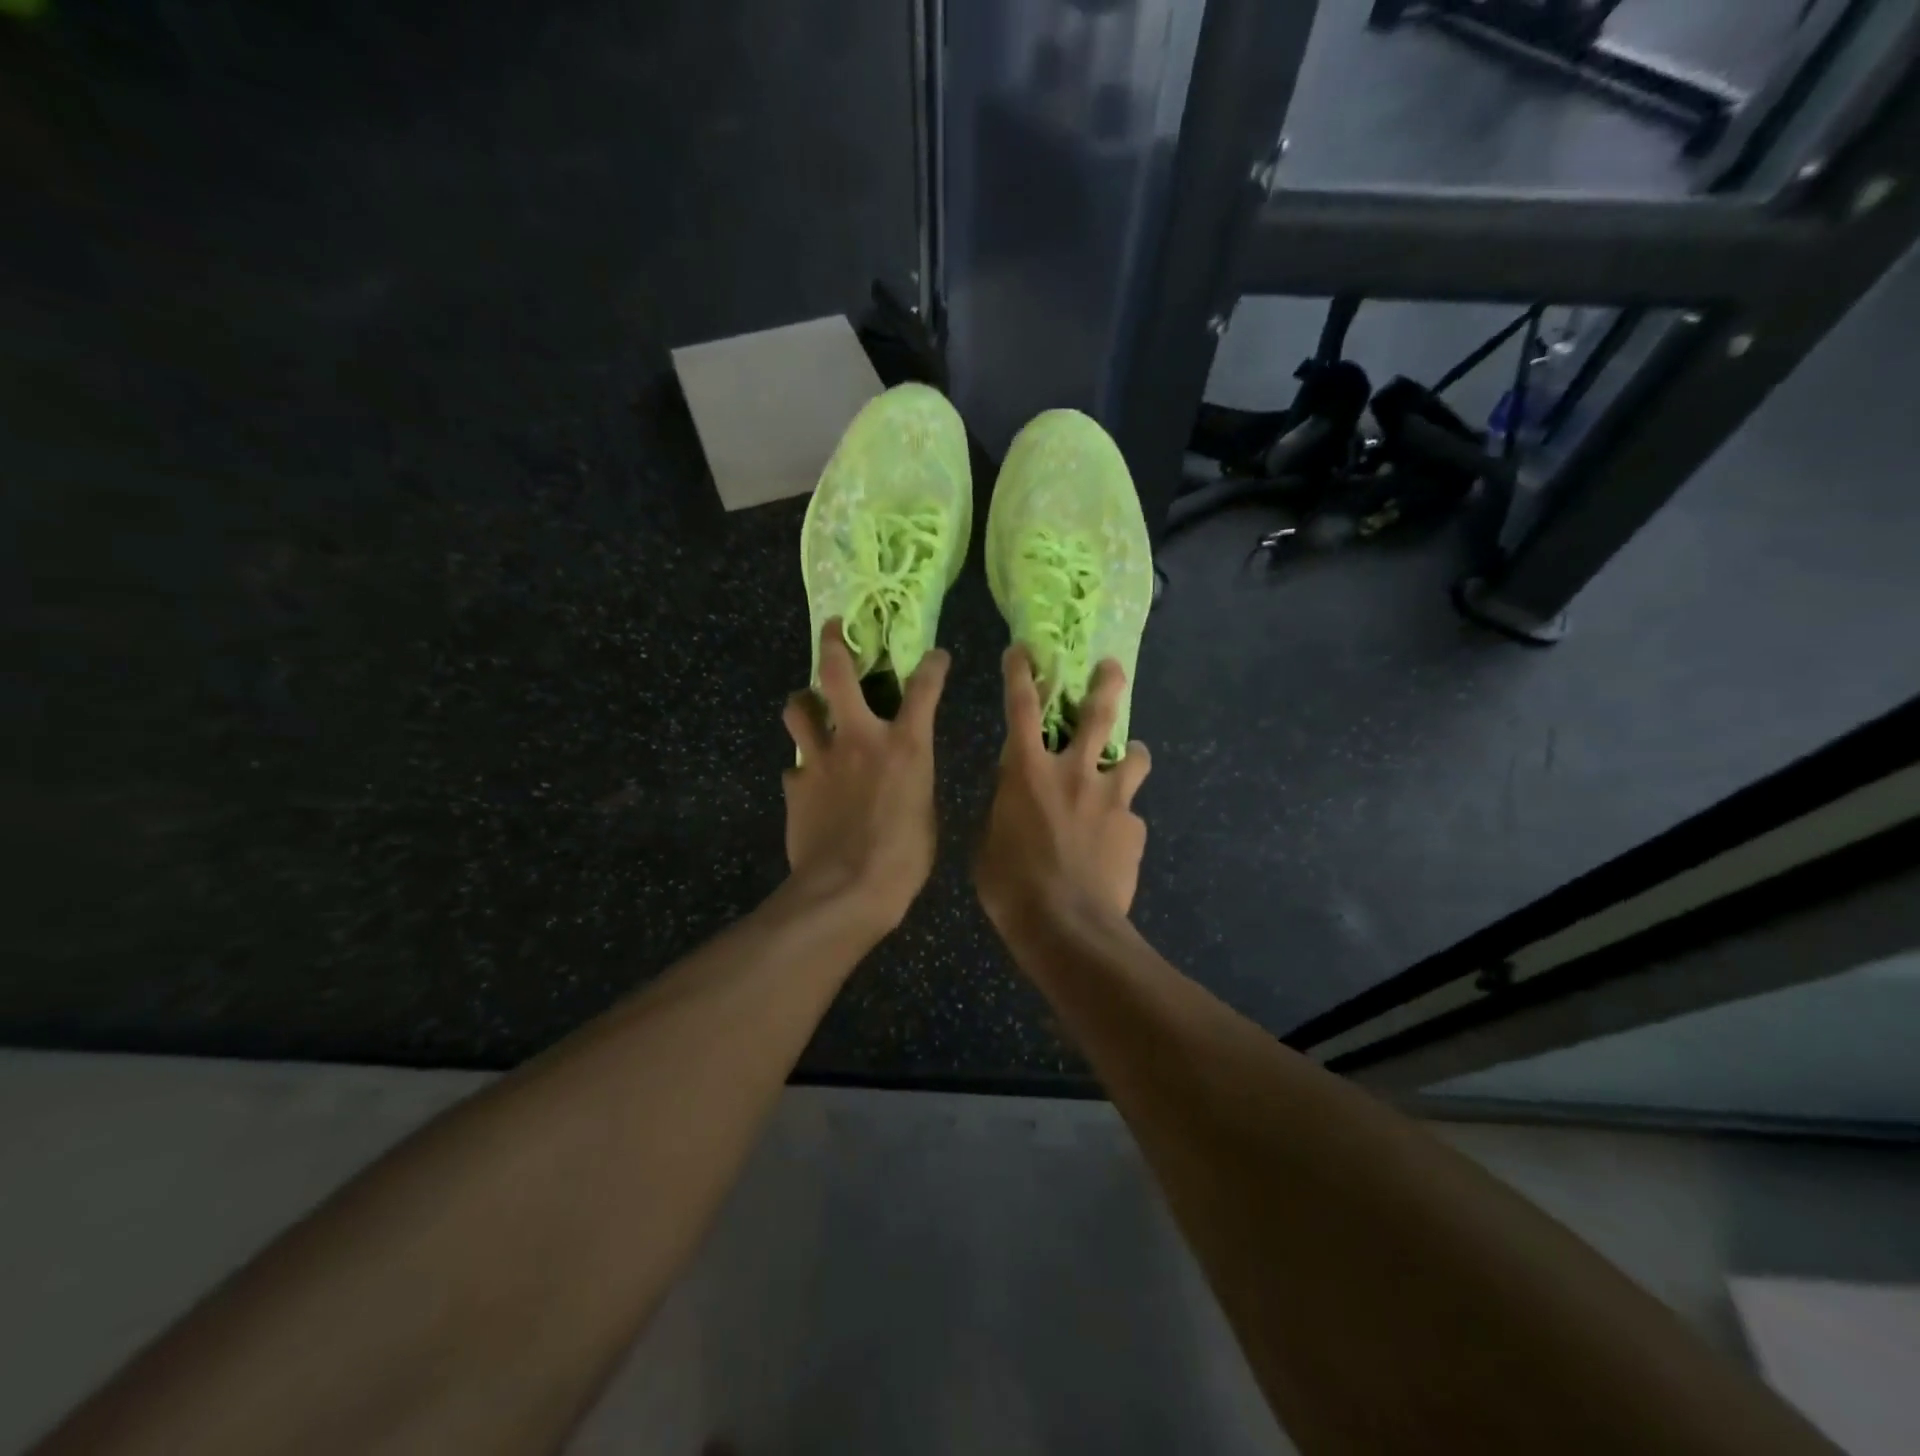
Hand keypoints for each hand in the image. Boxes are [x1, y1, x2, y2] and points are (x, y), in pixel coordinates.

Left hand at [782, 619, 947, 933]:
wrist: (847, 890)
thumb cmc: (904, 857)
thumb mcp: (925, 811)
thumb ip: (912, 779)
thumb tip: (901, 773)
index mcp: (904, 745)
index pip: (924, 688)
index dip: (933, 666)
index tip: (936, 656)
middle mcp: (859, 738)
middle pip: (837, 673)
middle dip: (834, 643)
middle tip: (834, 629)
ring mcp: (820, 758)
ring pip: (798, 708)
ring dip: (803, 702)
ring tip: (808, 706)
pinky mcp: (795, 784)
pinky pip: (794, 766)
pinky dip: (802, 769)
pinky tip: (808, 783)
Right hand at [975, 647, 1150, 931]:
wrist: (1068, 928)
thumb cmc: (1012, 887)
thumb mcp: (988, 843)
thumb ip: (1004, 809)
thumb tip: (1015, 800)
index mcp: (1027, 771)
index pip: (1021, 707)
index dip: (1021, 673)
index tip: (1024, 649)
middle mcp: (1073, 772)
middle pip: (1096, 714)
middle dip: (1105, 684)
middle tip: (1111, 667)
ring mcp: (1111, 798)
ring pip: (1132, 756)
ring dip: (1129, 752)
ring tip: (1129, 757)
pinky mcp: (1134, 827)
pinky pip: (1130, 814)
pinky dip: (1122, 819)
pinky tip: (1114, 843)